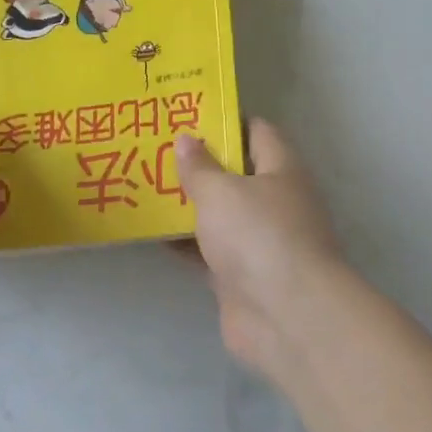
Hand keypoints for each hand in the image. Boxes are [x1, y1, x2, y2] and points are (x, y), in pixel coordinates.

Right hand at [175, 120, 346, 378]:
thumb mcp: (221, 192)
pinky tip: (151, 232)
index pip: (257, 132)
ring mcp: (259, 242)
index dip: (225, 121)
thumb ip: (199, 167)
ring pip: (219, 214)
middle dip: (199, 164)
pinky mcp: (240, 276)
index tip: (187, 115)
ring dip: (188, 204)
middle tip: (154, 149)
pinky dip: (184, 242)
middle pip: (235, 174)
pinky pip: (208, 251)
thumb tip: (187, 139)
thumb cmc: (258, 236)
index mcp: (281, 171)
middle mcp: (275, 202)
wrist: (285, 316)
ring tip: (145, 185)